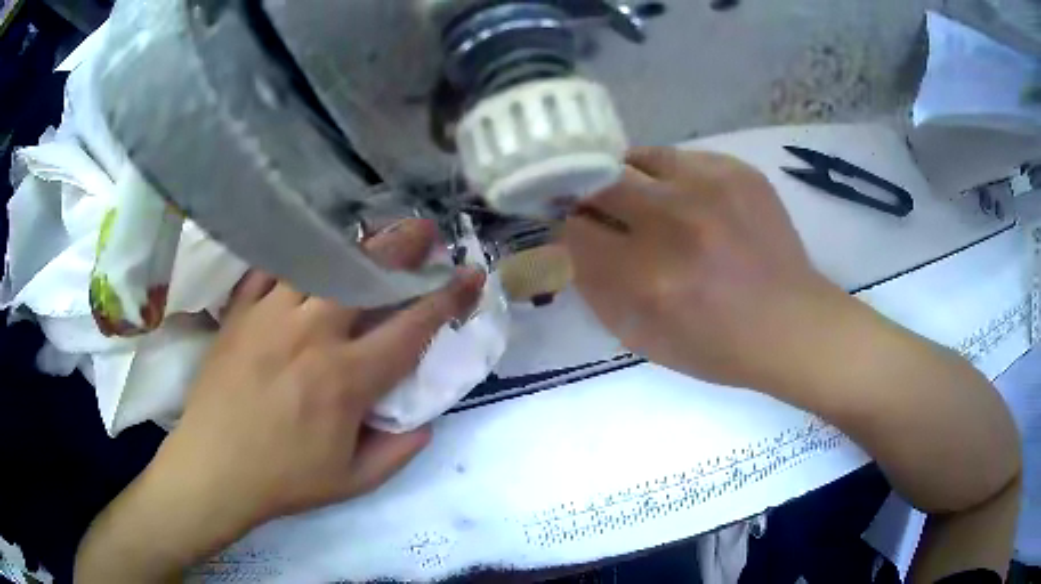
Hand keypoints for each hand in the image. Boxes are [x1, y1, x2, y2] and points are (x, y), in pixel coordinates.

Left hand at [161, 222, 482, 526]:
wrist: (213, 469)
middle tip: (426, 229)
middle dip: (402, 247)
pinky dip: (293, 256)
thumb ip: (398, 451)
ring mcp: (270, 317)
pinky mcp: (240, 313)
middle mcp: (311, 335)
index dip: (445, 299)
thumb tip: (425, 422)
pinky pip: (269, 270)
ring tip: (372, 233)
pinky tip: (307, 249)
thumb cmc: (284, 480)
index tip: (468, 277)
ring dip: (353, 244)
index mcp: (345, 380)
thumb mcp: (353, 481)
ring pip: (319, 263)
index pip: (408, 328)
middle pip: (364, 276)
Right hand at [565, 147, 844, 389]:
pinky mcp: (737, 171)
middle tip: (604, 212)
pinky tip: (687, 199)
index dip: (571, 231)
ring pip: (636, 158)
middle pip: (599, 183)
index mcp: (649, 278)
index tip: (580, 235)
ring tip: (644, 200)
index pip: (577, 230)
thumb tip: (572, 243)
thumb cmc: (718, 346)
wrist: (792, 324)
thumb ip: (598, 290)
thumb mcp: (644, 339)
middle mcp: (675, 222)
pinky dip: (668, 177)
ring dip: (627, 179)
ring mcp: (711, 188)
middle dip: (591, 198)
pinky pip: (679, 157)